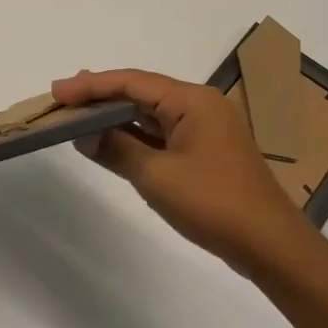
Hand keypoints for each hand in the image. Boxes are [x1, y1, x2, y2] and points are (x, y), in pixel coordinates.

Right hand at [52, 68, 309, 276]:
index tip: (57, 91)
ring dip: (116, 116)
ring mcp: (205, 129)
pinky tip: (111, 141)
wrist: (270, 245)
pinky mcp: (206, 152)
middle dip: (101, 96)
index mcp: (192, 101)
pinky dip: (135, 136)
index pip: (132, 82)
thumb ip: (117, 148)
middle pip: (141, 92)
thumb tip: (84, 133)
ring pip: (151, 113)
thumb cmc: (213, 203)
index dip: (91, 85)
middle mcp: (200, 106)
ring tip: (79, 115)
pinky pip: (162, 133)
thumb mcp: (156, 176)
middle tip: (63, 99)